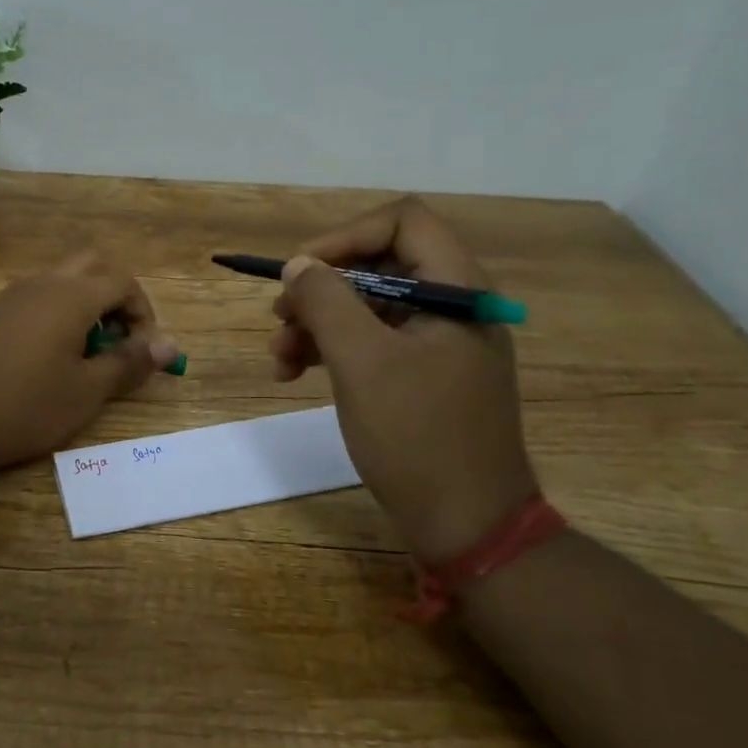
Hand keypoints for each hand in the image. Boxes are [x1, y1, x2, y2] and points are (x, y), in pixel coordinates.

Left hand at [0, 252, 181, 475]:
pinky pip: (36, 297)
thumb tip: (170, 344)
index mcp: (71, 295)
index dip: (144, 312)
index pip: (123, 282)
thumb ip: (130, 362)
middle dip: (116, 297)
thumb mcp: (87, 392)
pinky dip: (57, 313)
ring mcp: (11, 296)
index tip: (143, 351)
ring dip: (85, 304)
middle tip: (118, 340)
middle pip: (93, 266)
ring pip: (62, 280)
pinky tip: (47, 358)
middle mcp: (42, 283)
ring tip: (85, 353)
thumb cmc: (24, 407)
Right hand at [270, 197, 537, 562]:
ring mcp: (440, 342)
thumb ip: (326, 302)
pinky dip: (334, 350)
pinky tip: (295, 373)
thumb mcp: (362, 363)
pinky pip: (374, 341)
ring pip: (369, 305)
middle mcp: (453, 305)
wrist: (468, 526)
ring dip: (318, 323)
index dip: (345, 237)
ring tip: (278, 357)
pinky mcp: (425, 374)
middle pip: (379, 264)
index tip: (300, 272)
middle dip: (322, 288)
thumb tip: (298, 265)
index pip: (403, 222)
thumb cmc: (418, 438)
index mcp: (457, 290)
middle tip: (279, 318)